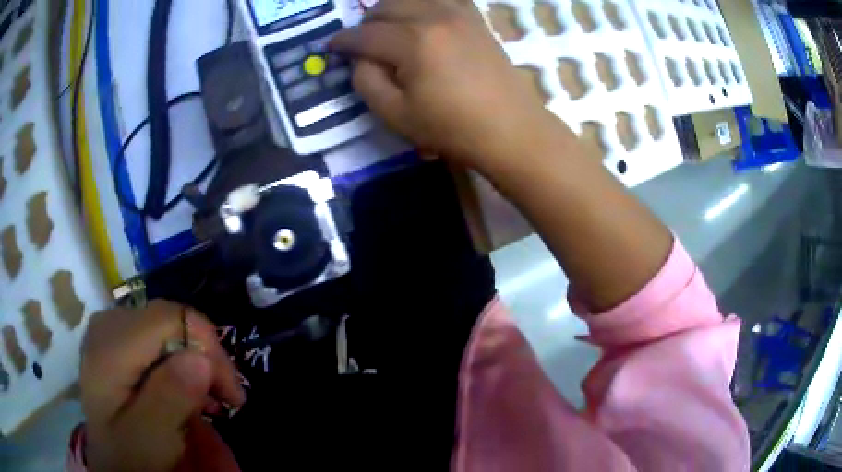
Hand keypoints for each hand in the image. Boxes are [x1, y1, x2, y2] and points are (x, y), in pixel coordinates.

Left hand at [80, 299, 244, 471]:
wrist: (108, 456)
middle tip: (225, 397)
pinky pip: (158, 337)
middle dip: (204, 356)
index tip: (230, 393)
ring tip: (210, 400)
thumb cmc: (128, 453)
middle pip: (169, 319)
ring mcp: (111, 328)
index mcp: (109, 346)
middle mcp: (108, 323)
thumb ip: (169, 399)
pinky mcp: (117, 339)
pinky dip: (180, 362)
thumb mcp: (150, 437)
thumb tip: (201, 359)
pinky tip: (188, 390)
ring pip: (167, 327)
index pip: (170, 318)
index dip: (207, 348)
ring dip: (195, 362)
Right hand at [330, 0, 558, 172]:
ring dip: (392, 9)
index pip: (364, 35)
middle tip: (363, 44)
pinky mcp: (475, 18)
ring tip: (389, 29)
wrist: (510, 128)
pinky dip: (424, 3)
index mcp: (412, 42)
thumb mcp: (396, 114)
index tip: (332, 48)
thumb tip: (360, 58)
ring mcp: (459, 13)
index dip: (342, 42)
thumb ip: (366, 81)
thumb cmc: (453, 128)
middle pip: (385, 7)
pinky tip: (421, 17)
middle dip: (366, 23)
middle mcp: (434, 16)